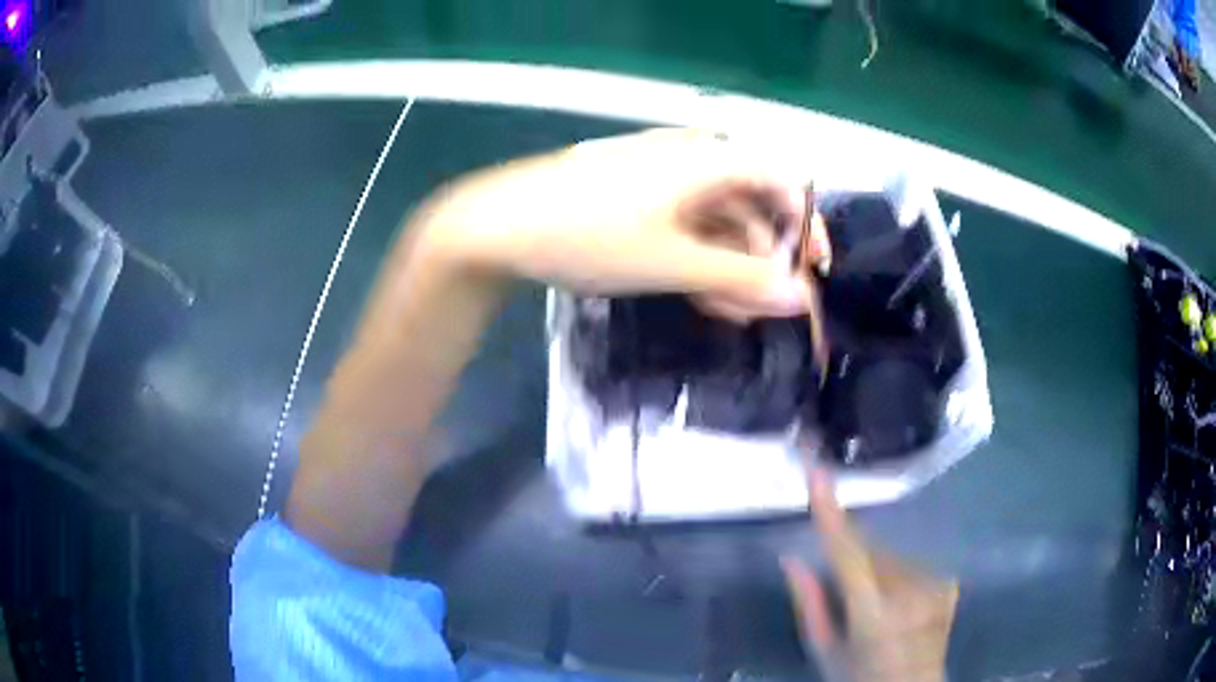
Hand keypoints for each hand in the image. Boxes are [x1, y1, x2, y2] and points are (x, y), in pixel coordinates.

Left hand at [420, 128, 825, 321]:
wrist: (497, 226)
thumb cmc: (588, 236)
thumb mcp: (671, 262)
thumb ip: (740, 280)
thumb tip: (800, 297)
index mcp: (708, 158)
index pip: (785, 177)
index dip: (808, 222)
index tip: (812, 271)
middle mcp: (692, 156)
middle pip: (753, 201)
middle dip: (767, 256)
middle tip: (767, 307)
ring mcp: (661, 174)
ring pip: (719, 217)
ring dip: (733, 264)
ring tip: (734, 313)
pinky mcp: (636, 194)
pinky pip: (687, 221)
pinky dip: (701, 256)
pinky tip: (702, 295)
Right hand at [782, 471, 957, 681]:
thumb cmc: (860, 678)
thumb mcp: (825, 651)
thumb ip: (809, 604)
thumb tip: (792, 559)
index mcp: (873, 613)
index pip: (847, 553)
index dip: (831, 513)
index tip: (817, 472)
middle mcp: (909, 592)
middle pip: (871, 552)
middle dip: (853, 561)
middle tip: (847, 596)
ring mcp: (934, 585)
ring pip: (892, 557)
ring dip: (877, 571)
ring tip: (876, 608)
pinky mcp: (948, 583)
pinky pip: (913, 565)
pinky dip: (899, 577)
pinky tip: (899, 606)